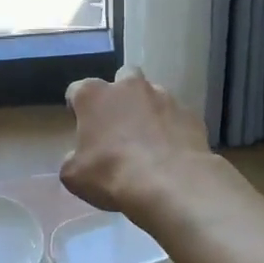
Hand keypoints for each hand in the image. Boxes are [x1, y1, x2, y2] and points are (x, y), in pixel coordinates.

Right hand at [60, 67, 214, 218]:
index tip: (80, 125)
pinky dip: (173, 129)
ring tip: (149, 141)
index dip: (77, 107)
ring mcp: (164, 97)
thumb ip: (73, 159)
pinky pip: (177, 117)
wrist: (172, 184)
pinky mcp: (190, 114)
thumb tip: (79, 157)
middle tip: (118, 123)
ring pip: (153, 94)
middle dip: (119, 95)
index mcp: (93, 95)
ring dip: (148, 111)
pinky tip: (172, 152)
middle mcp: (128, 86)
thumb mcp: (74, 176)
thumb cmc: (112, 174)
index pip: (77, 90)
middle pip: (122, 78)